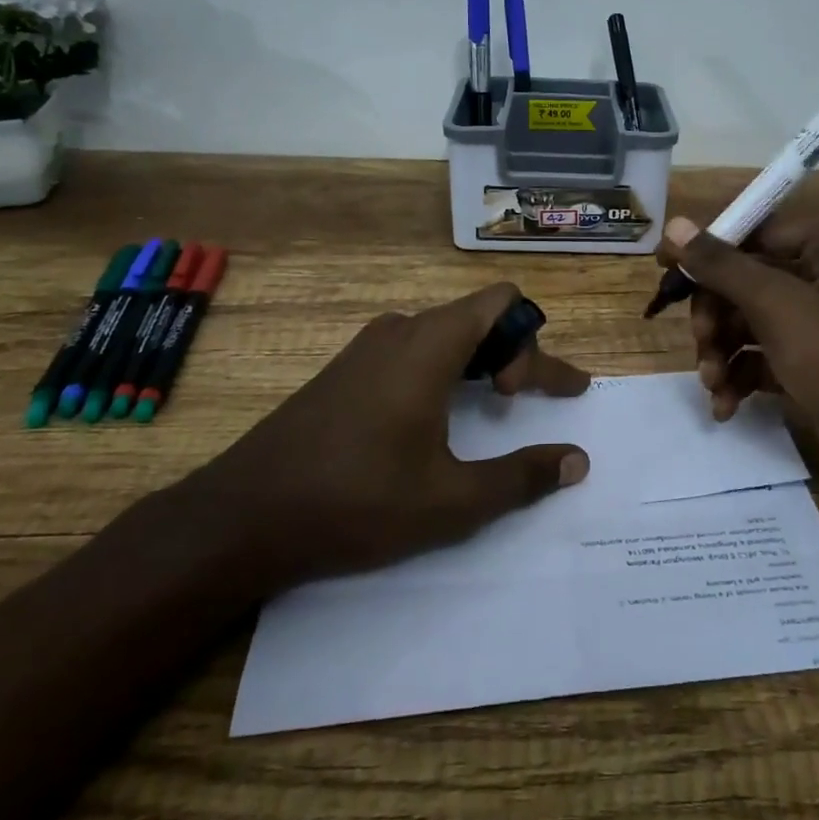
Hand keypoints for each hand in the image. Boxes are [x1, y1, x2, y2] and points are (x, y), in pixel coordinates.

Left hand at [192, 283, 590, 583]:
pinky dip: (444, 369)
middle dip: (514, 352)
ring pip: (443, 332)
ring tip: (492, 401)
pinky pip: (412, 349)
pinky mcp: (345, 370)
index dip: (530, 343)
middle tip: (528, 399)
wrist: (242, 516)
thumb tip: (576, 460)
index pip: (502, 303)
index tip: (522, 398)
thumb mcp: (451, 501)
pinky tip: (436, 415)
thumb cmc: (355, 501)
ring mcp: (366, 348)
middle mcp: (399, 332)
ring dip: (479, 359)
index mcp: (429, 345)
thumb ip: (521, 477)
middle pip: (477, 317)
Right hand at [659, 215, 818, 541]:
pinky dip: (739, 377)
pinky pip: (761, 357)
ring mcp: (818, 324)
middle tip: (700, 344)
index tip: (664, 273)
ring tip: (712, 383)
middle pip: (744, 280)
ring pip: (747, 322)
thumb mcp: (778, 306)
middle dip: (715, 315)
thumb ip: (723, 265)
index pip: (751, 232)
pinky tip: (725, 405)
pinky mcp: (812, 365)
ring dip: (721, 351)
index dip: (706, 252)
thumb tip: (675, 224)